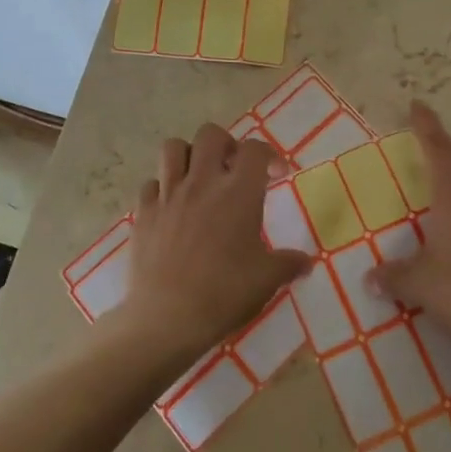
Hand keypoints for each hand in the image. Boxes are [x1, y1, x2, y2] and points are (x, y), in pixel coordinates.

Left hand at [124, 123, 314, 360]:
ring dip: (188, 155)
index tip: (276, 174)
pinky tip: (171, 207)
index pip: (255, 150)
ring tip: (198, 177)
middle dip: (225, 144)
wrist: (167, 318)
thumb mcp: (267, 280)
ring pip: (173, 148)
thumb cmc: (224, 294)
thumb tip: (306, 262)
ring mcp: (169, 194)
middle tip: (233, 169)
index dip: (269, 155)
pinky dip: (162, 187)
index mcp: (238, 192)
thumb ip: (288, 264)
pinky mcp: (144, 212)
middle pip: (211, 134)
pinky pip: (150, 183)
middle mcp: (202, 182)